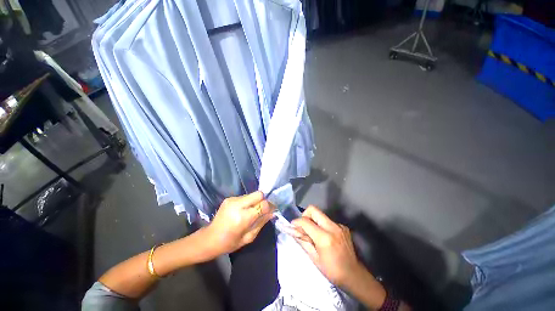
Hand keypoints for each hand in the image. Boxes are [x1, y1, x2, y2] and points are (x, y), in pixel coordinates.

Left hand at [207, 191, 274, 254]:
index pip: (262, 204)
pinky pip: (245, 197)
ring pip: (252, 194)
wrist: (209, 238)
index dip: (269, 206)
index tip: (271, 211)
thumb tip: (272, 213)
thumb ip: (261, 223)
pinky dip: (248, 202)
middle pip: (258, 194)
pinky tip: (243, 211)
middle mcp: (237, 205)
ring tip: (251, 211)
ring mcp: (232, 200)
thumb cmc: (229, 243)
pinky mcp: (229, 198)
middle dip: (263, 201)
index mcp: (242, 218)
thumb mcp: (248, 237)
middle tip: (262, 210)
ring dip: (255, 201)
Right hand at [291, 206, 364, 287]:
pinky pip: (328, 221)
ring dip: (313, 221)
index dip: (296, 222)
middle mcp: (332, 227)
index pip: (305, 221)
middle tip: (303, 227)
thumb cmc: (332, 271)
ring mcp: (339, 225)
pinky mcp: (343, 226)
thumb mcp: (314, 258)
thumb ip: (302, 241)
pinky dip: (322, 225)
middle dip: (305, 215)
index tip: (292, 226)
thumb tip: (292, 230)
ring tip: (314, 235)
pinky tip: (325, 237)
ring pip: (320, 215)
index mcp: (324, 237)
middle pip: (313, 209)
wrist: (354, 275)